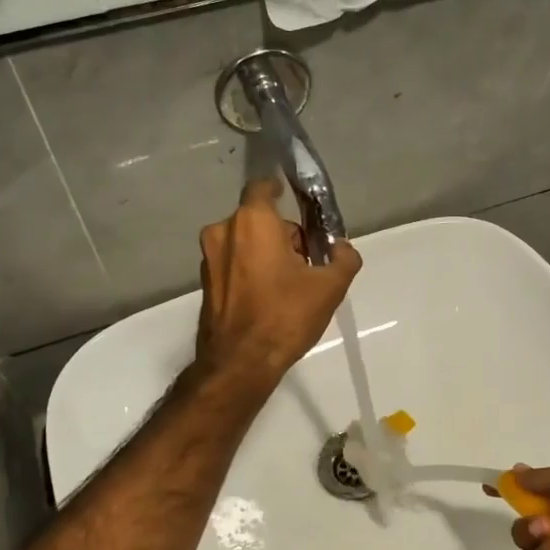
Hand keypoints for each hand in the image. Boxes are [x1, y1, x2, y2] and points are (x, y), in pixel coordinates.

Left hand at [195, 177, 360, 387]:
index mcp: (253, 221)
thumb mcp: (330, 287)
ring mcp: (209, 258)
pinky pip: (233, 263)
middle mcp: (224, 231)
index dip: (282, 192)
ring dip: (266, 252)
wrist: (240, 363)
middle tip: (307, 260)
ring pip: (245, 241)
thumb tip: (343, 248)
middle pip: (259, 218)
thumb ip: (344, 259)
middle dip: (283, 233)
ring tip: (290, 284)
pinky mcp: (206, 282)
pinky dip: (250, 270)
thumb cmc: (285, 316)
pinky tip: (268, 297)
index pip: (264, 187)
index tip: (301, 208)